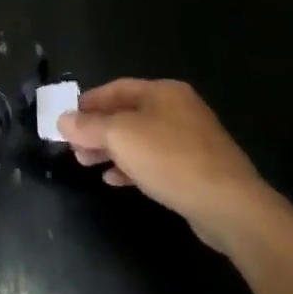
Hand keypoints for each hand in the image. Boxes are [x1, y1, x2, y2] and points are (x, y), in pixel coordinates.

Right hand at [58, 79, 278, 250]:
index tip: (65, 120)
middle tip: (74, 148)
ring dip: (111, 149)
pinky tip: (115, 180)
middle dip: (97, 130)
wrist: (229, 205)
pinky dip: (131, 166)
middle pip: (127, 113)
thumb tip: (63, 120)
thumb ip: (88, 126)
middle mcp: (178, 109)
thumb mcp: (120, 137)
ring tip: (88, 164)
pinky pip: (155, 161)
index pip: (115, 89)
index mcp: (163, 92)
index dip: (87, 103)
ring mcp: (190, 139)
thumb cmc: (170, 159)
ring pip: (139, 139)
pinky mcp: (196, 168)